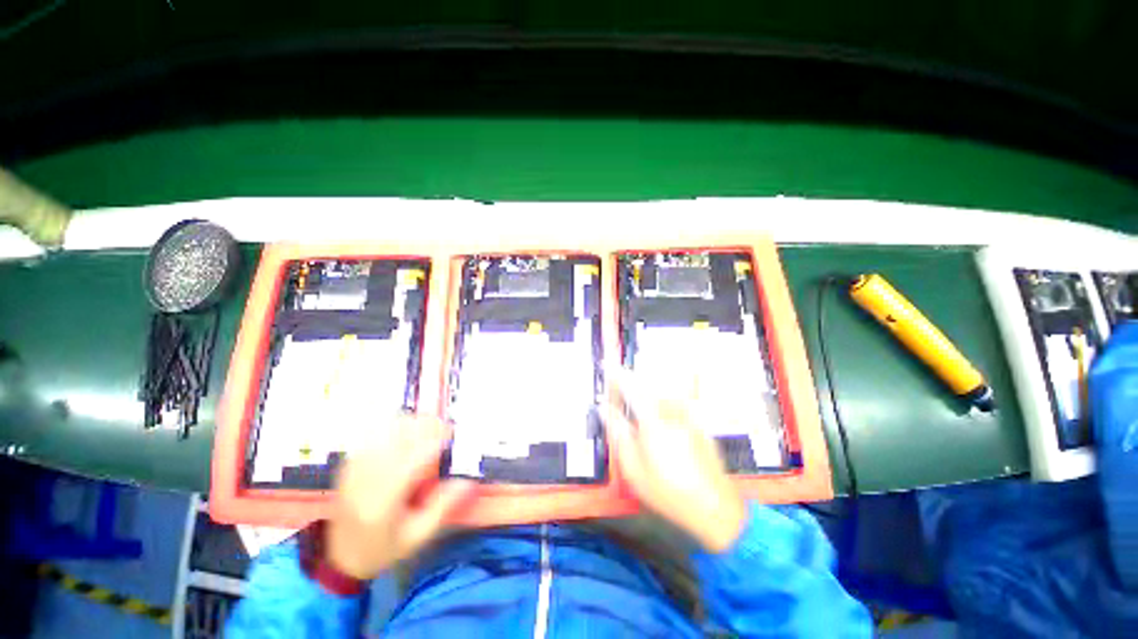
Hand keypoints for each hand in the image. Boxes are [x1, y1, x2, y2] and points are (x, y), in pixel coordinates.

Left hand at [327, 414, 473, 579]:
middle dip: (422, 427)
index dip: (433, 443)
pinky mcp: (348, 467)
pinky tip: (403, 428)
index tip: (450, 435)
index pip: (411, 462)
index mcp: (384, 503)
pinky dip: (388, 427)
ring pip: (380, 434)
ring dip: (407, 424)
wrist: (340, 558)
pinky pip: (368, 436)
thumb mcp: (418, 536)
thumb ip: (442, 507)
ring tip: (425, 425)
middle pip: (395, 440)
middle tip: (441, 426)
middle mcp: (366, 483)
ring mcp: (353, 472)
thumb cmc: (384, 548)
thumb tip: (468, 482)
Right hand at [606, 373, 746, 552]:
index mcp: (653, 422)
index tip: (608, 369)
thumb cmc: (668, 492)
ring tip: (638, 391)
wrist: (715, 507)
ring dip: (649, 385)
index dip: (618, 377)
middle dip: (632, 379)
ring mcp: (689, 415)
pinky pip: (681, 398)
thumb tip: (605, 409)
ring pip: (664, 390)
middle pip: (649, 385)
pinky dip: (669, 394)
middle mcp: (672, 412)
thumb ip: (618, 434)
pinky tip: (666, 402)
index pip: (632, 389)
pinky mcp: (699, 422)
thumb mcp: (634, 469)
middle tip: (619, 383)